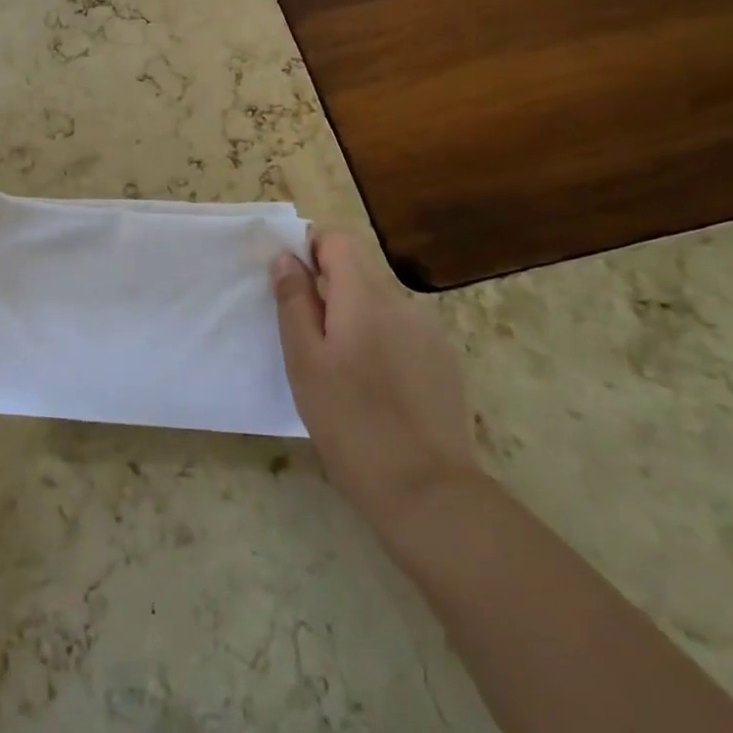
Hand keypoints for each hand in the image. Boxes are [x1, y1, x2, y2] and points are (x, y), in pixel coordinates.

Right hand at [272, 231, 480, 523]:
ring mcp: (430, 334)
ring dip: (355, 322)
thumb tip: (286, 258)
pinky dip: (382, 346)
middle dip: (329, 294)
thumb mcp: (304, 362)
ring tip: (343, 375)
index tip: (293, 289)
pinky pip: (403, 335)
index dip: (310, 252)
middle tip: (309, 344)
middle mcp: (402, 304)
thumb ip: (294, 302)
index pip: (337, 239)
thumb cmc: (350, 423)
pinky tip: (377, 392)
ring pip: (379, 307)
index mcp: (365, 296)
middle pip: (358, 274)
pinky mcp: (446, 364)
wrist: (428, 492)